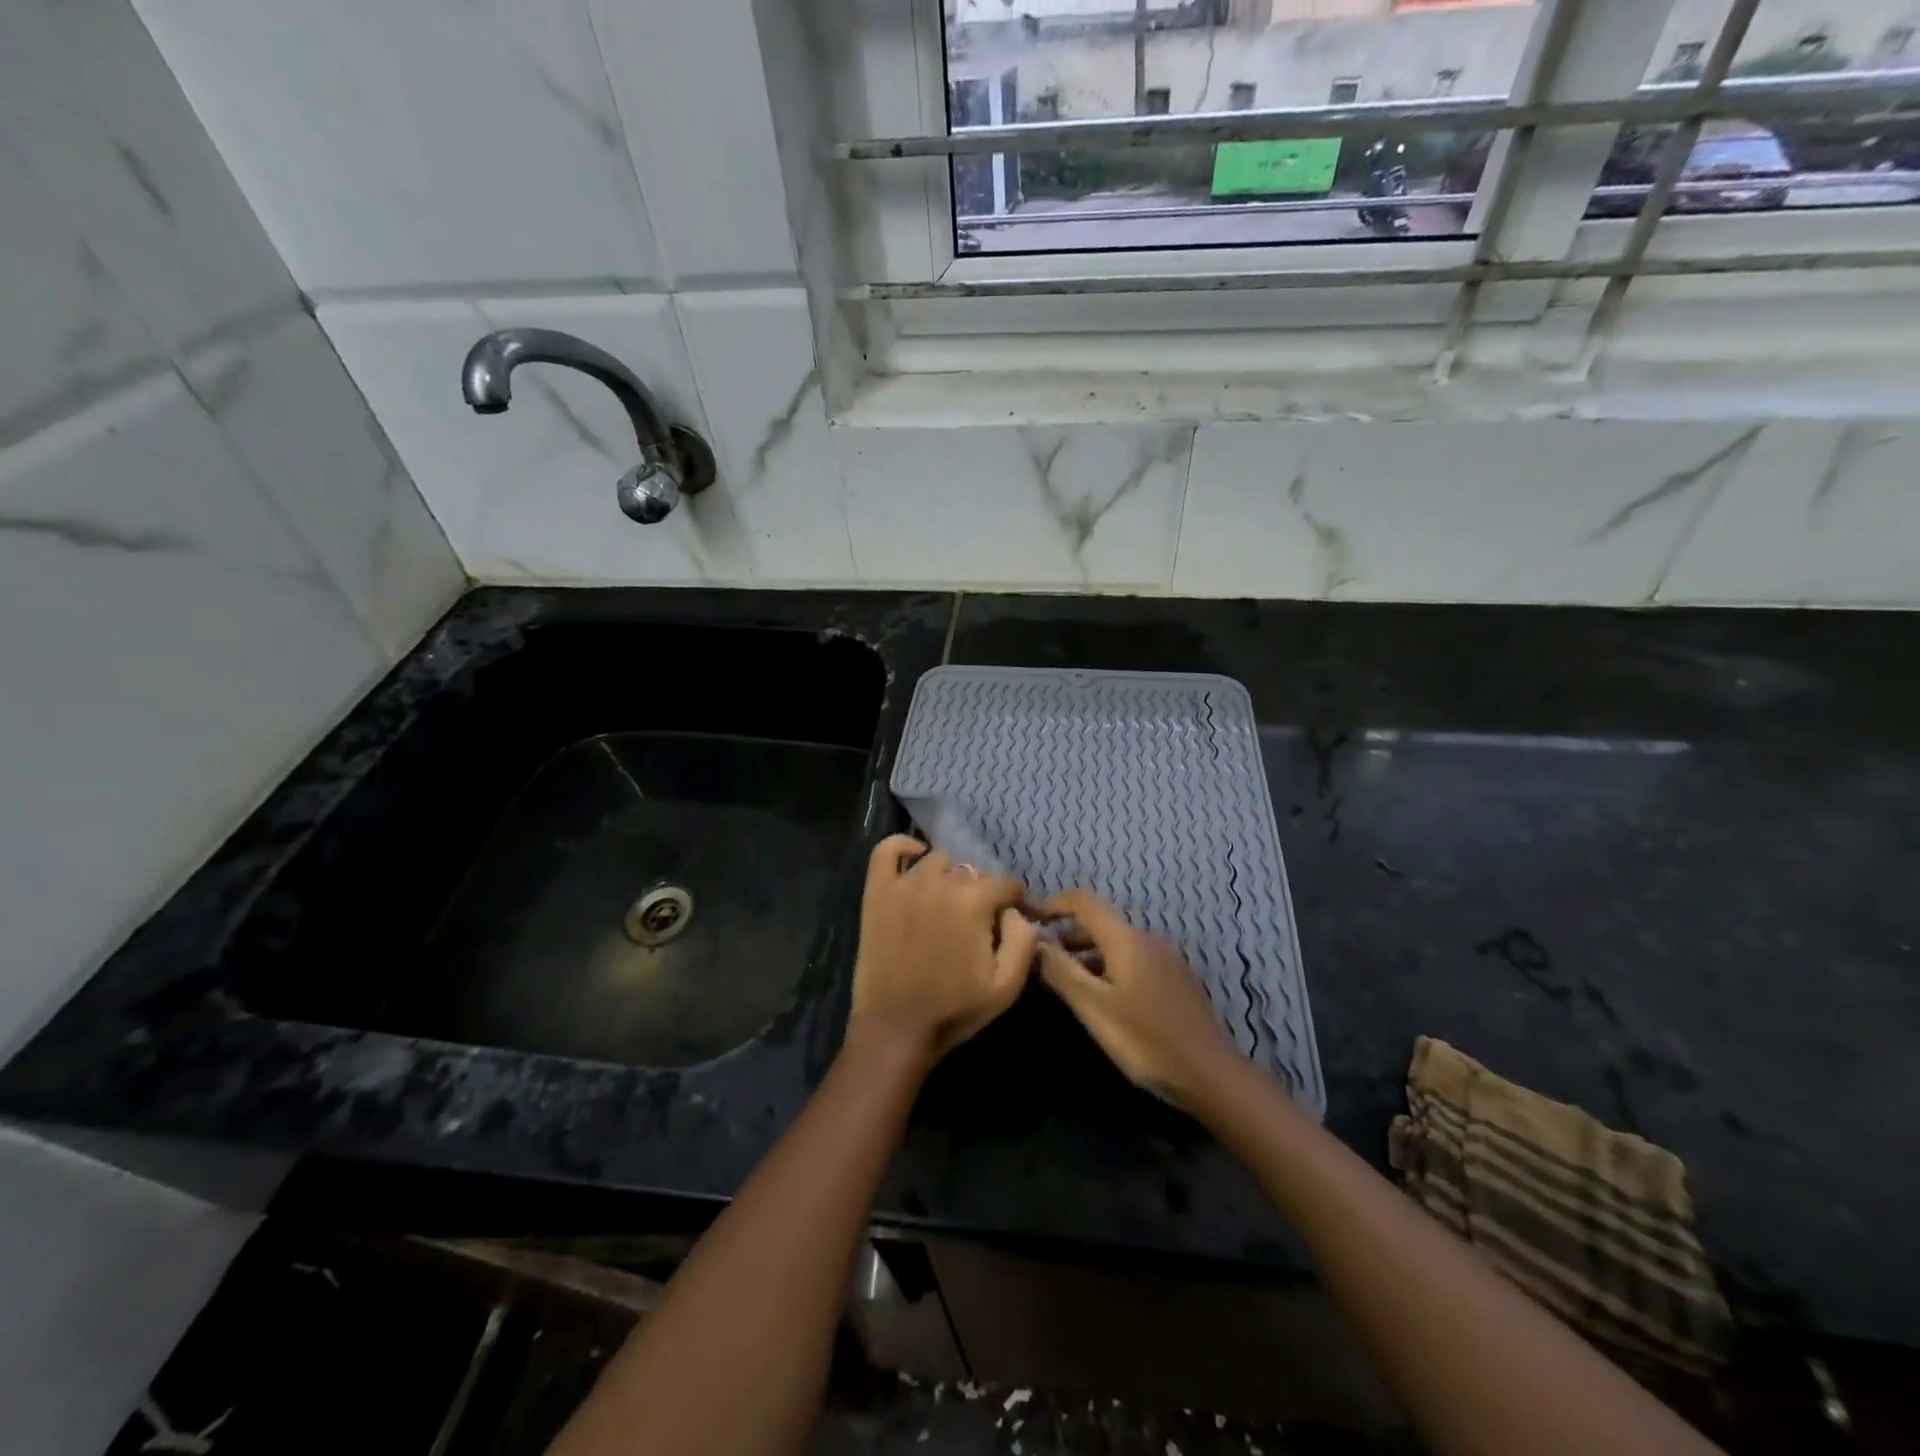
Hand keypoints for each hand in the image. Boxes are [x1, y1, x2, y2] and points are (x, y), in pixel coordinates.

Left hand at [845, 835, 1039, 1068]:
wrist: (895, 1028)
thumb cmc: (954, 1009)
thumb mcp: (1006, 986)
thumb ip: (1024, 940)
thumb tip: (1020, 913)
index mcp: (973, 901)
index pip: (1006, 884)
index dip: (1014, 902)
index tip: (1010, 922)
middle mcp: (940, 882)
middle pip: (972, 873)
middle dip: (980, 894)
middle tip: (975, 924)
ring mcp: (904, 883)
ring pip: (938, 860)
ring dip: (948, 877)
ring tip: (946, 905)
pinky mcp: (878, 891)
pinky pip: (887, 850)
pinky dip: (904, 847)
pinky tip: (915, 859)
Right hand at [1035, 889, 1241, 1111]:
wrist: (1211, 1074)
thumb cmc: (1146, 1039)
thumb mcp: (1094, 1007)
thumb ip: (1060, 971)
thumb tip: (1032, 941)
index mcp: (1126, 938)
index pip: (1083, 901)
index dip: (1053, 904)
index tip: (1028, 920)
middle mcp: (1147, 938)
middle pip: (1100, 923)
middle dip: (1066, 935)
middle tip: (1039, 960)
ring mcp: (1166, 959)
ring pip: (1117, 944)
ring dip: (1087, 955)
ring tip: (1064, 983)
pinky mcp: (1176, 980)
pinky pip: (1133, 960)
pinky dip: (1108, 967)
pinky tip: (1102, 998)